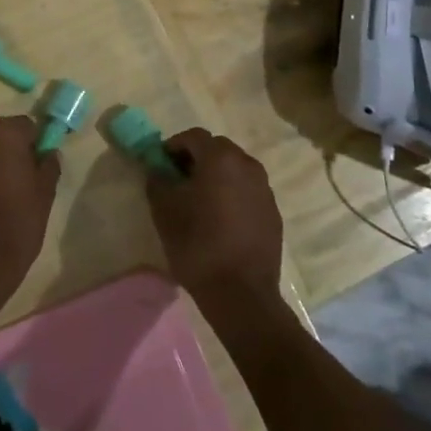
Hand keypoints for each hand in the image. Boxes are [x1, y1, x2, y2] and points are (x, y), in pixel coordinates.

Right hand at [146, 128, 282, 310]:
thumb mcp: (164, 210)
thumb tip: (157, 168)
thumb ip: (157, 179)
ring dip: (216, 177)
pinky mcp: (273, 212)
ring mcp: (264, 188)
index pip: (193, 136)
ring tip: (200, 202)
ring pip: (235, 170)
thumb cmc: (198, 244)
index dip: (173, 146)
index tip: (161, 166)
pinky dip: (233, 195)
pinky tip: (221, 221)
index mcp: (220, 158)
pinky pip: (248, 191)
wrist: (242, 294)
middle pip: (217, 149)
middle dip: (196, 159)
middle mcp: (247, 164)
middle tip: (179, 182)